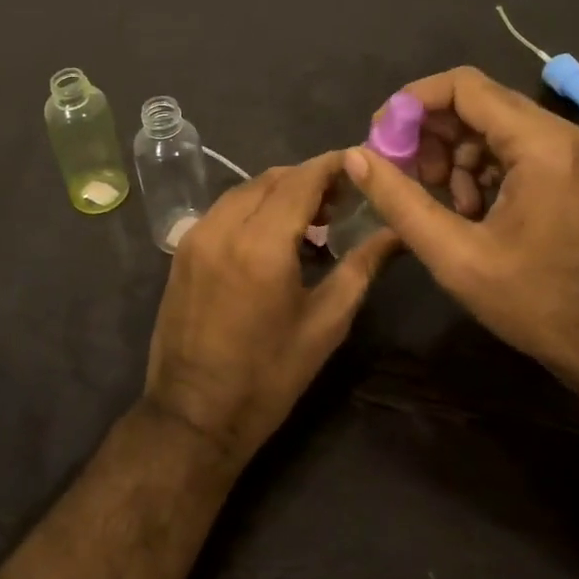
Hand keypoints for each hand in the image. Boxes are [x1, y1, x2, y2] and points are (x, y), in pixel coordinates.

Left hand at [143, 152, 394, 466]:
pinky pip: (224, 210)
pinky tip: (274, 235)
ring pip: (244, 191)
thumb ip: (361, 267)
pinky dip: (253, 208)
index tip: (361, 164)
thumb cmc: (268, 376)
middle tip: (343, 199)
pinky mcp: (182, 250)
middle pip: (271, 178)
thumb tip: (395, 232)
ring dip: (280, 191)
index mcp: (261, 244)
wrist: (193, 415)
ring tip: (313, 218)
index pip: (301, 180)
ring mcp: (196, 236)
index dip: (333, 165)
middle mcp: (223, 227)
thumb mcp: (325, 324)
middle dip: (308, 178)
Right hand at [343, 66, 578, 409]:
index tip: (380, 138)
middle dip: (429, 132)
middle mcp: (557, 133)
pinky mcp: (565, 170)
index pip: (462, 86)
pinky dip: (476, 168)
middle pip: (474, 101)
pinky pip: (507, 147)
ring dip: (451, 154)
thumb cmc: (536, 302)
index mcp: (538, 143)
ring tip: (440, 201)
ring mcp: (565, 151)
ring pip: (488, 124)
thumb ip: (400, 201)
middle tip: (404, 175)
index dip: (411, 103)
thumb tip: (354, 156)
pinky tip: (468, 210)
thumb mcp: (455, 256)